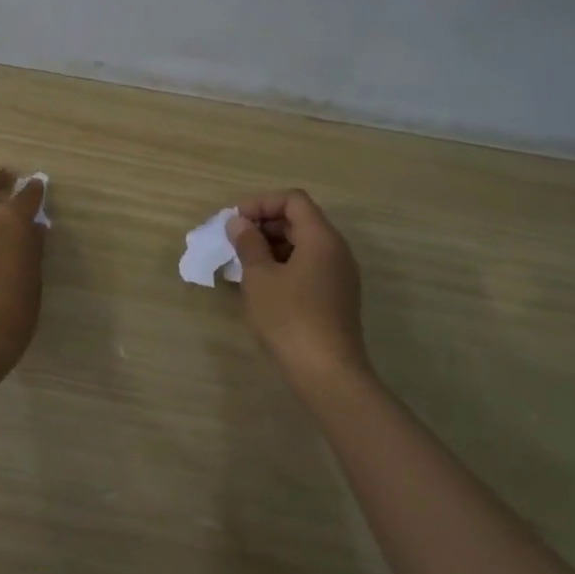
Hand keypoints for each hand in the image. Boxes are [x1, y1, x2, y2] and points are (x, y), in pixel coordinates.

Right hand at [227, 190, 369, 390]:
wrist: (328, 373)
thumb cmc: (289, 318)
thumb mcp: (259, 278)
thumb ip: (248, 244)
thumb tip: (239, 223)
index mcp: (321, 237)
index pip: (293, 199)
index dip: (262, 203)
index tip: (235, 221)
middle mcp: (336, 250)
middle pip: (300, 220)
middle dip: (264, 225)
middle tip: (234, 242)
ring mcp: (340, 275)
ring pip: (303, 245)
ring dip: (272, 247)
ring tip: (242, 265)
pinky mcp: (337, 297)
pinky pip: (309, 266)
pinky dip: (284, 266)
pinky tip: (261, 286)